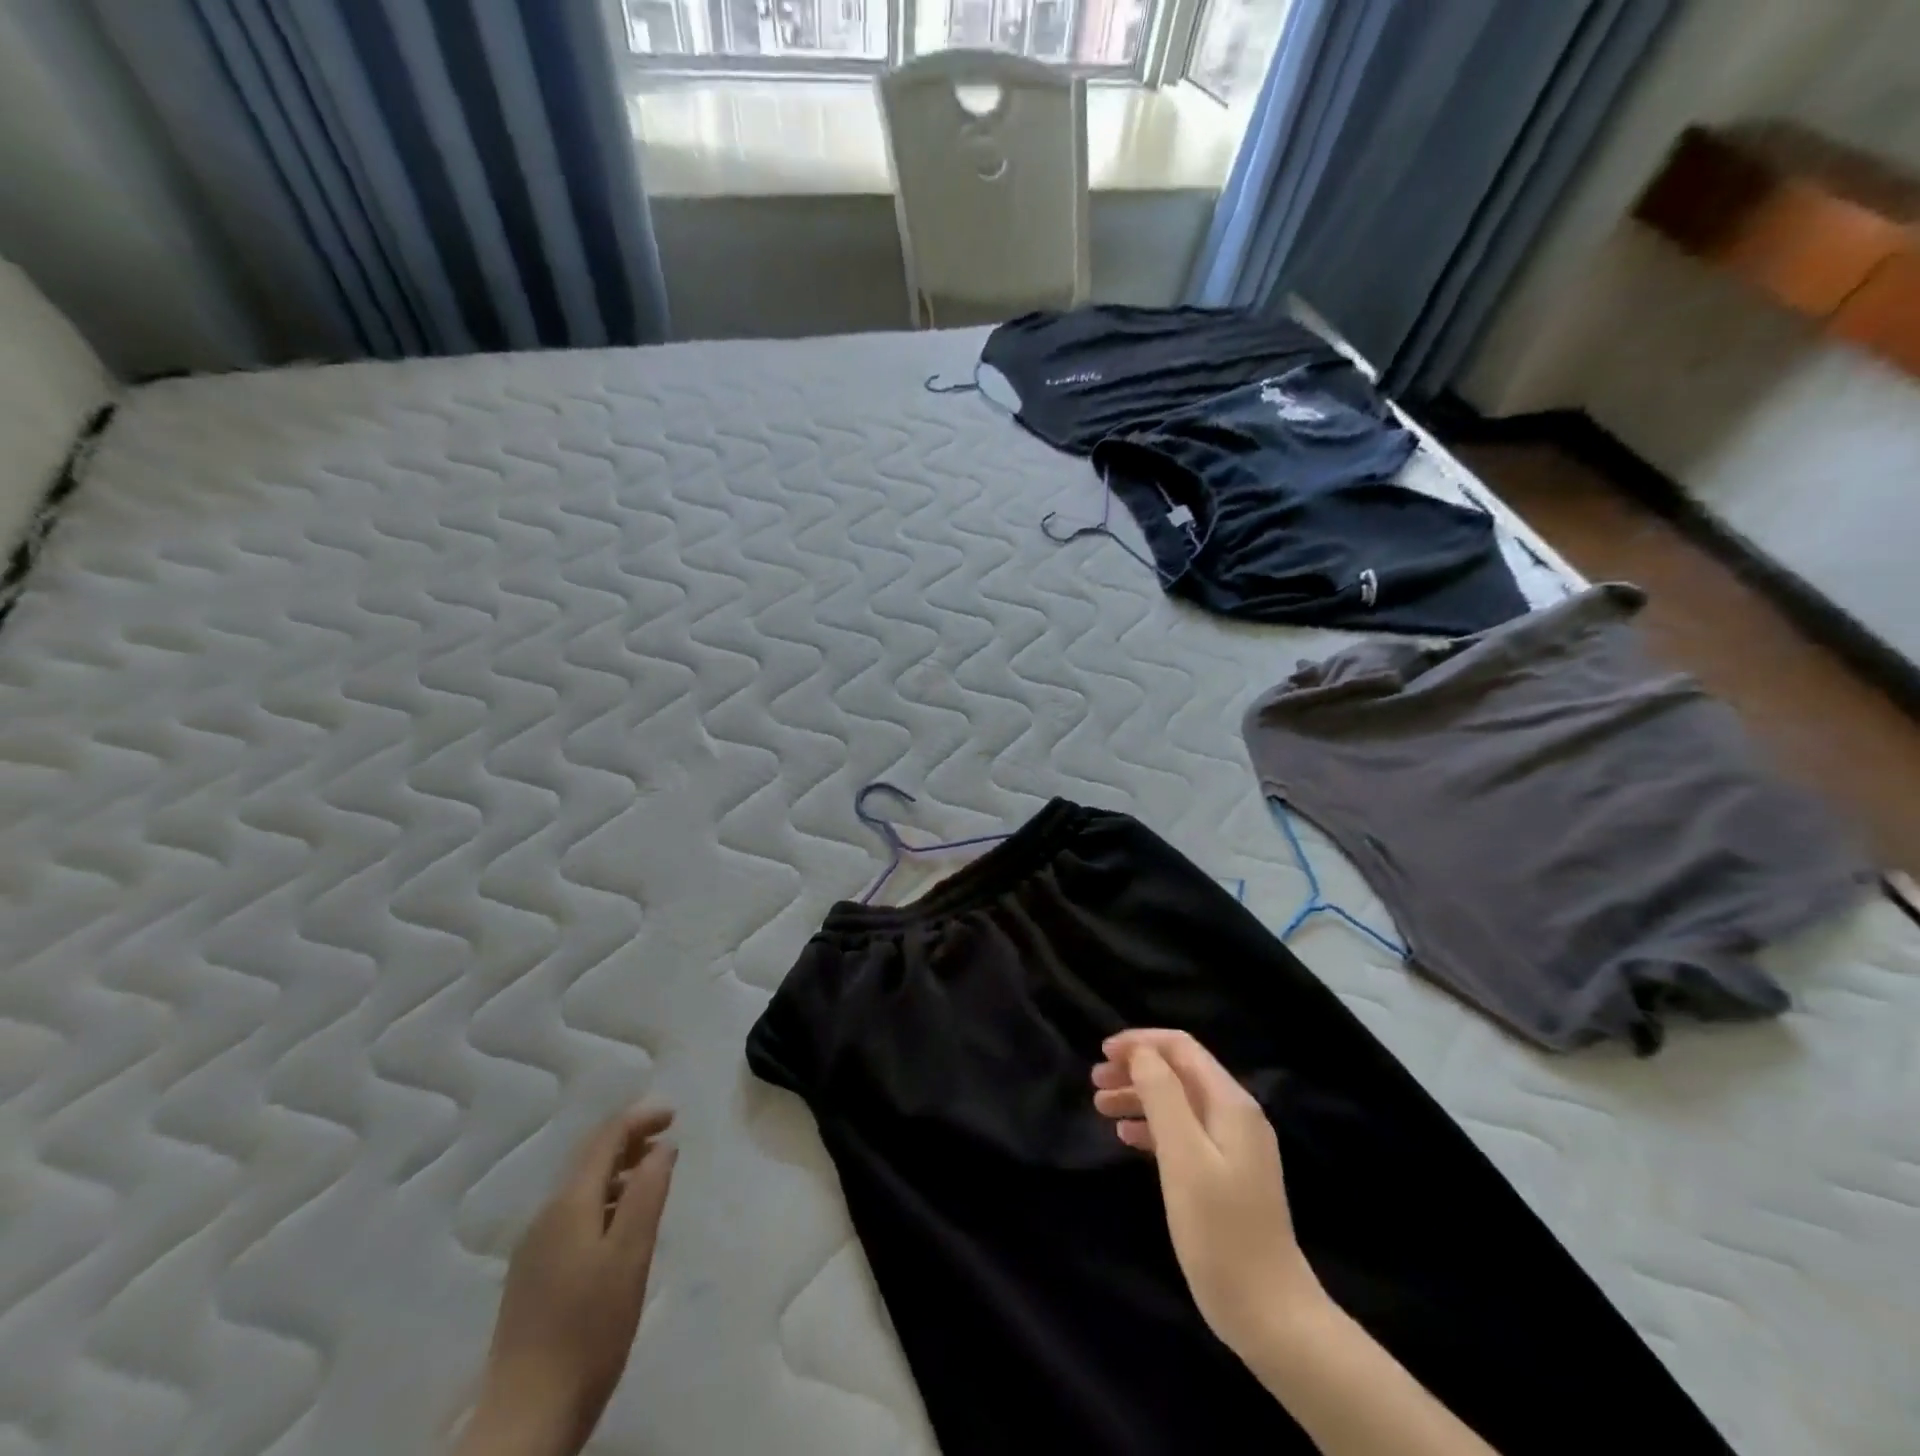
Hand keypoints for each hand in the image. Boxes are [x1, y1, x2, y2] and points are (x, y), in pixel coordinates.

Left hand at [460, 1106, 677, 1455]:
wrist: (525, 1420)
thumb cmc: (589, 1329)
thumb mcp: (631, 1255)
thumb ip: (647, 1193)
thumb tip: (661, 1147)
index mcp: (568, 1205)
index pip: (604, 1138)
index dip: (639, 1118)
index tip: (674, 1114)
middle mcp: (544, 1217)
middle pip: (588, 1159)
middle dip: (628, 1140)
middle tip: (667, 1138)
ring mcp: (533, 1249)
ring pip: (580, 1189)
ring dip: (617, 1171)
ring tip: (651, 1177)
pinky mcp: (532, 1278)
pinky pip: (572, 1216)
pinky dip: (603, 1201)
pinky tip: (620, 1226)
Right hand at [1091, 1030, 1323, 1359]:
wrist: (1270, 1315)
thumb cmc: (1220, 1232)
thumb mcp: (1184, 1157)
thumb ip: (1163, 1096)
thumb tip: (1141, 1053)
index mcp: (1231, 1103)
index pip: (1181, 1048)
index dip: (1140, 1043)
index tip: (1102, 1053)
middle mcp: (1236, 1116)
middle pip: (1179, 1073)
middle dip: (1136, 1069)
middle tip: (1095, 1082)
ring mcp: (1233, 1147)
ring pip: (1178, 1102)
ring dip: (1139, 1097)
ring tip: (1100, 1107)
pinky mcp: (1226, 1175)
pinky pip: (1184, 1133)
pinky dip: (1153, 1127)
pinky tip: (1127, 1138)